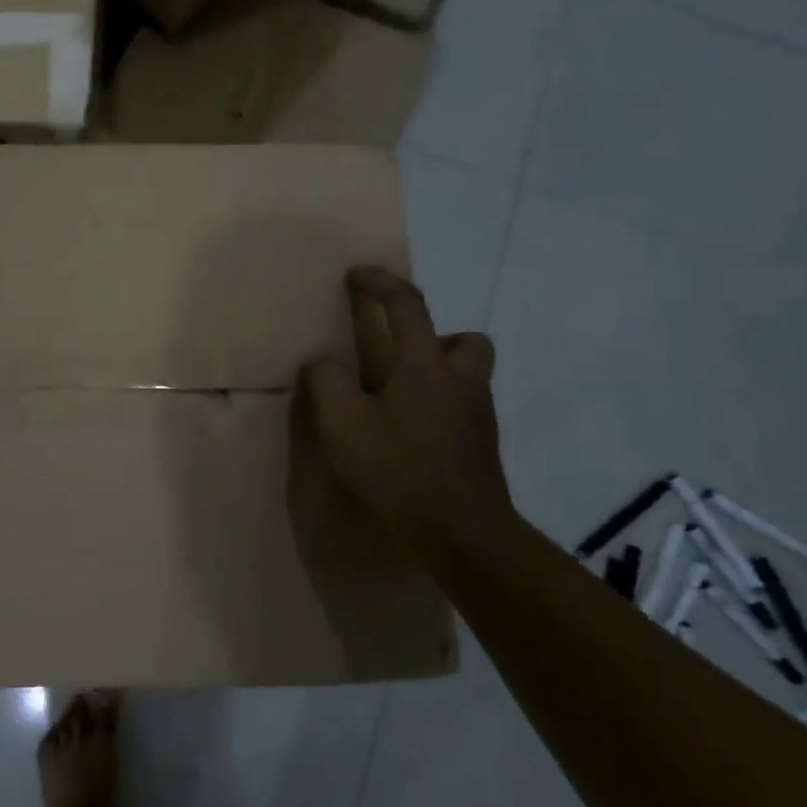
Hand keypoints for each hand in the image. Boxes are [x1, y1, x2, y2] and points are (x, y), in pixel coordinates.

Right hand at [300, 267, 515, 552]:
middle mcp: (461, 381)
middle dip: (435, 338)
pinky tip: (410, 437)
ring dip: (439, 374)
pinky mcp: (482, 447)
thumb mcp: (342, 423)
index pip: (406, 305)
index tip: (358, 275)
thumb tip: (324, 364)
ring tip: (398, 401)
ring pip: (469, 375)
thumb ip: (326, 382)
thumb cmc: (399, 468)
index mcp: (425, 364)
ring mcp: (478, 416)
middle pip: (464, 339)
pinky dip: (440, 409)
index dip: (380, 282)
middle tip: (399, 359)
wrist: (461, 532)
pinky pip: (463, 409)